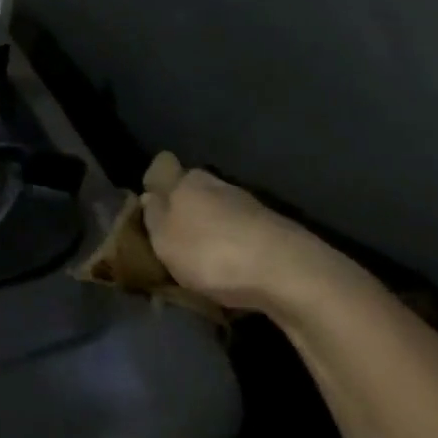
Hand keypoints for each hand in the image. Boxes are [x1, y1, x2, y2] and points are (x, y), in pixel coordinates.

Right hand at [141, 160, 339, 311]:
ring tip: (202, 257)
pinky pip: (240, 230)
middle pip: (192, 186)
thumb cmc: (212, 253)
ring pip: (218, 208)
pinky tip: (231, 266)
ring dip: (209, 226)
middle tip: (171, 236)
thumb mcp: (165, 241)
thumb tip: (149, 197)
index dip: (154, 180)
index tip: (148, 203)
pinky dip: (233, 243)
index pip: (163, 165)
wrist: (289, 273)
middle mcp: (217, 184)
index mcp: (186, 181)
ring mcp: (249, 205)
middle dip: (182, 205)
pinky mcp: (273, 228)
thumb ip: (154, 217)